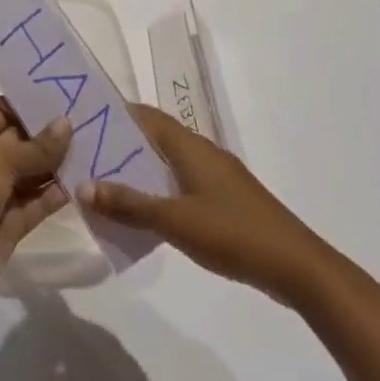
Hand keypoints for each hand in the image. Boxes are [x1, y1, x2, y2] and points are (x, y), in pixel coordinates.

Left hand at [0, 99, 71, 306]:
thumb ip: (36, 147)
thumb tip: (66, 123)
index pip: (1, 110)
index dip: (27, 103)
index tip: (62, 94)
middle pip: (21, 141)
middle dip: (50, 133)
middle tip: (89, 119)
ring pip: (33, 172)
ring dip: (58, 164)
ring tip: (95, 147)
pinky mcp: (13, 221)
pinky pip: (38, 202)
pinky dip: (57, 194)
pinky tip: (83, 182)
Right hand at [80, 103, 335, 303]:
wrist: (297, 267)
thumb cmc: (233, 233)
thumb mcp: (174, 221)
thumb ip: (129, 204)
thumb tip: (83, 186)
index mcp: (190, 146)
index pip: (146, 115)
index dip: (115, 113)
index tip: (84, 118)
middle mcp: (202, 152)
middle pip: (155, 137)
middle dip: (121, 143)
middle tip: (85, 154)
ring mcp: (217, 176)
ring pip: (168, 162)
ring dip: (139, 169)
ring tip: (105, 183)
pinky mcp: (225, 200)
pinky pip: (181, 183)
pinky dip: (158, 189)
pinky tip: (144, 212)